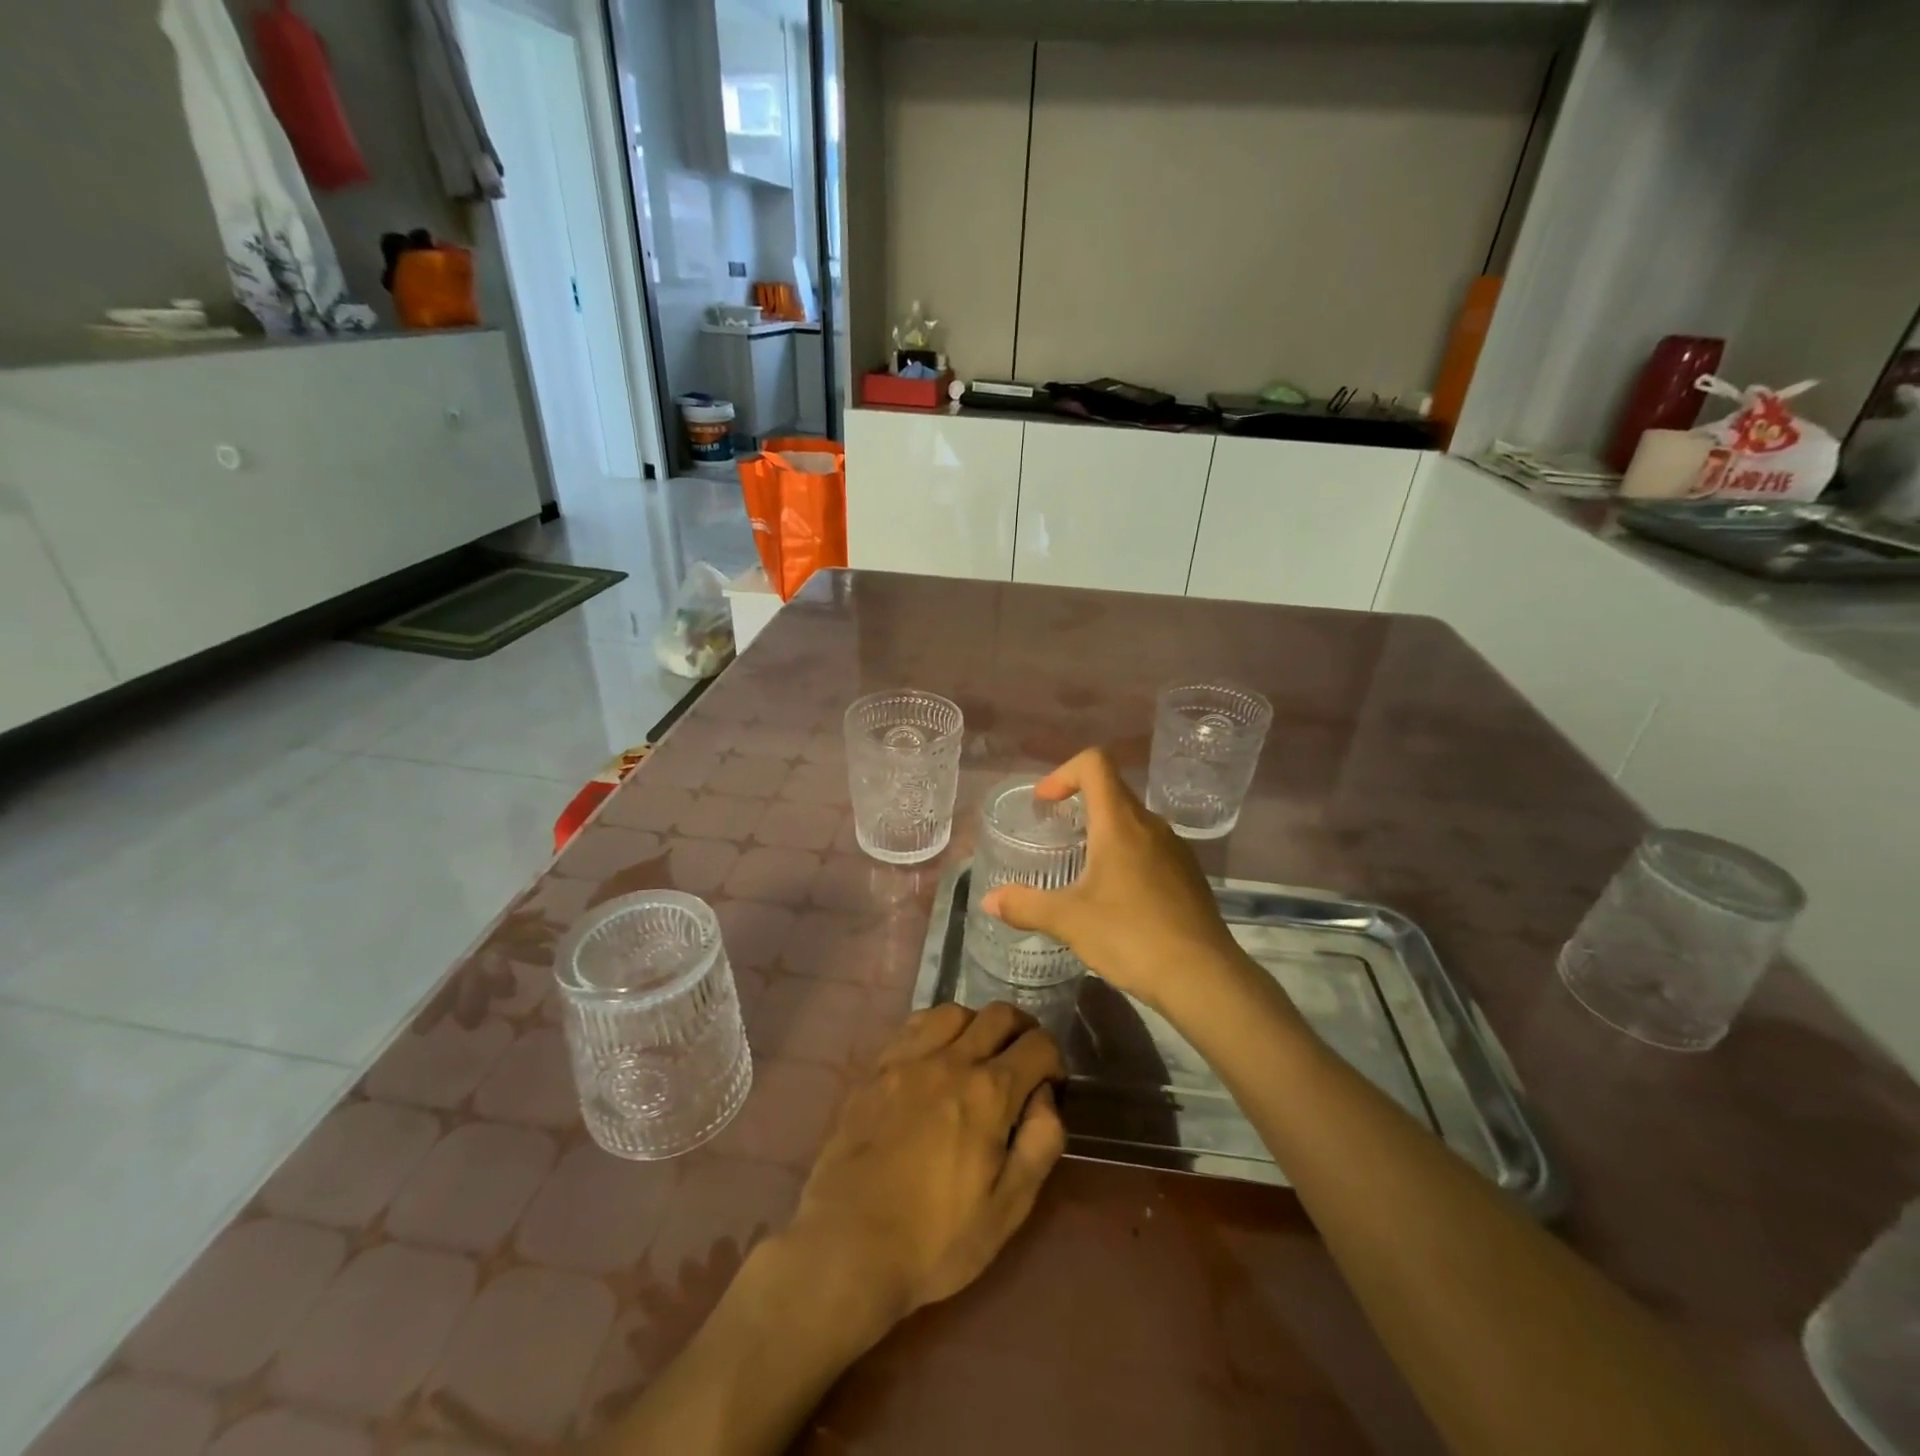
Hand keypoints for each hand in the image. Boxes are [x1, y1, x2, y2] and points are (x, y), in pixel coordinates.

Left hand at [782, 1002, 1066, 1333]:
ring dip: (978, 1024)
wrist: (847, 1245)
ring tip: (979, 1054)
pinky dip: (936, 1028)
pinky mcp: (876, 1068)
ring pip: (954, 1011)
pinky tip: (935, 1055)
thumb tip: (1046, 1097)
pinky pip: (913, 1025)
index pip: (1038, 1045)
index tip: (1051, 1084)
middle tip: (1023, 1059)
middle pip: (999, 1015)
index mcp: (989, 1093)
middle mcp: (951, 1060)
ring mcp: (908, 1059)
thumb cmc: (936, 1239)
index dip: (1054, 1059)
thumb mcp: (1007, 1208)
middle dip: (1023, 1029)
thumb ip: (1040, 1143)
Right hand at [979, 747, 1248, 1013]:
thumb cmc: (1131, 936)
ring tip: (1082, 868)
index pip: (1095, 764)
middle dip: (1079, 803)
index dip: (1064, 772)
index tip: (1045, 803)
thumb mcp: (1069, 921)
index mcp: (1120, 822)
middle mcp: (1151, 825)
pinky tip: (1117, 898)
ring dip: (1104, 831)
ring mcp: (1176, 849)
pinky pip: (1151, 848)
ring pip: (1134, 822)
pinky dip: (1127, 856)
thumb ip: (1025, 905)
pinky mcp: (1189, 876)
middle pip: (1113, 791)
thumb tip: (989, 901)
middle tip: (1055, 834)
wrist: (1203, 977)